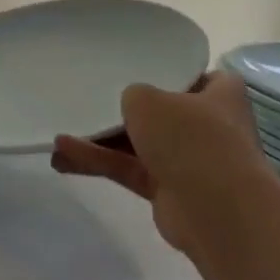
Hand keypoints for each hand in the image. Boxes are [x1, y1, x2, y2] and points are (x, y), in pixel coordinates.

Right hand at [52, 72, 270, 257]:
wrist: (215, 210)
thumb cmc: (191, 138)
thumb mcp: (149, 99)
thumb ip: (134, 95)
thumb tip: (132, 107)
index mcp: (220, 96)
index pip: (198, 77)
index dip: (171, 73)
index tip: (139, 69)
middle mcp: (208, 127)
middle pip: (161, 113)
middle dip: (126, 110)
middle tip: (90, 100)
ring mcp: (189, 162)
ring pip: (138, 145)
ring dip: (101, 141)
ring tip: (59, 137)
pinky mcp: (169, 192)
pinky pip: (129, 169)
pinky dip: (101, 163)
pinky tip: (63, 156)